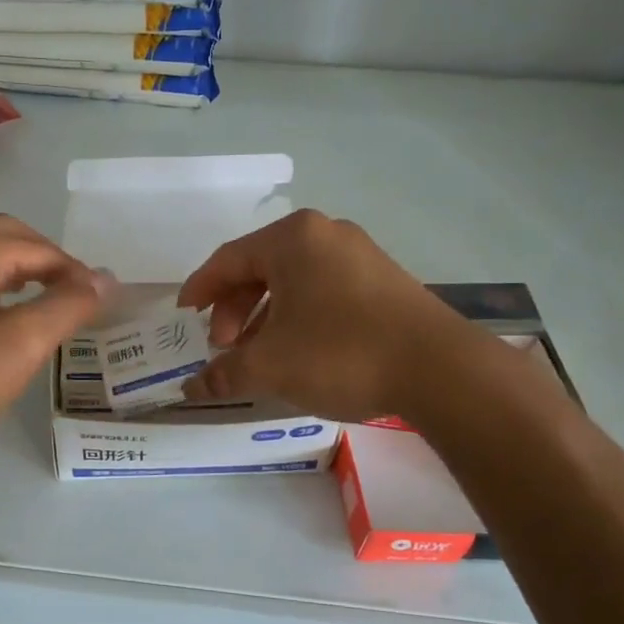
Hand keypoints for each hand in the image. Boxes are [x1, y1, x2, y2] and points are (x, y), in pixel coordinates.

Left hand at [0, 214, 109, 448]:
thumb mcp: (25, 341)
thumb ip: (69, 305)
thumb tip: (104, 279)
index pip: (41, 248)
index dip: (77, 273)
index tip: (99, 303)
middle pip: (8, 235)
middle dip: (46, 258)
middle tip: (72, 292)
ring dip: (17, 266)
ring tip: (39, 297)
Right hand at [176, 210, 455, 421]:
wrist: (439, 369)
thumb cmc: (340, 352)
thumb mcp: (271, 366)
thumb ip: (224, 373)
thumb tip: (190, 389)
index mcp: (292, 238)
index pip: (228, 259)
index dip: (199, 290)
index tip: (184, 318)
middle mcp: (325, 234)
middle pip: (260, 268)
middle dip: (234, 310)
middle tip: (225, 347)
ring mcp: (359, 254)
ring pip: (293, 282)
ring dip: (264, 317)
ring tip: (258, 355)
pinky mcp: (383, 280)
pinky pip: (322, 291)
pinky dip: (298, 317)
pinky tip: (298, 351)